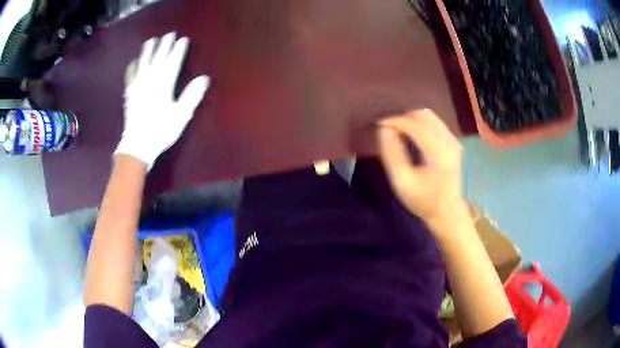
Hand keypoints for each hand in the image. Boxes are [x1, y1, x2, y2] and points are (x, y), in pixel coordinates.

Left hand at [115, 32, 209, 169]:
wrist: (137, 146)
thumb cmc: (161, 131)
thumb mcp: (181, 115)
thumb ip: (191, 95)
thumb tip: (204, 78)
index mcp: (164, 85)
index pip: (173, 62)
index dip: (178, 50)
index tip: (183, 39)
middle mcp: (150, 81)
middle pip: (158, 59)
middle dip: (164, 46)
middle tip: (169, 34)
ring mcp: (138, 87)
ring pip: (143, 64)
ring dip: (147, 51)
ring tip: (151, 41)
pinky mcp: (130, 95)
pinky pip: (130, 77)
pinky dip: (132, 69)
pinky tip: (133, 63)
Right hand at [378, 109, 466, 230]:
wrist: (447, 211)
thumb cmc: (423, 201)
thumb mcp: (402, 182)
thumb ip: (392, 154)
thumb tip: (384, 129)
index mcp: (440, 152)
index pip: (416, 125)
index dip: (395, 120)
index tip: (377, 123)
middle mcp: (449, 141)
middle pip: (423, 115)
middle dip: (402, 116)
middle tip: (385, 126)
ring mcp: (453, 139)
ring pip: (428, 116)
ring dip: (410, 118)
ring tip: (395, 128)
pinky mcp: (452, 141)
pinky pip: (433, 122)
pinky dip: (418, 123)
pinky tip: (408, 133)